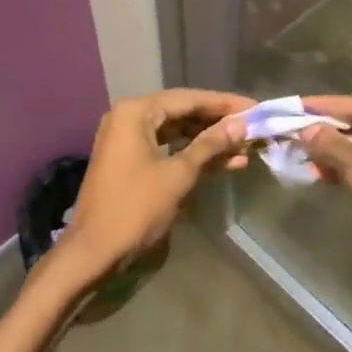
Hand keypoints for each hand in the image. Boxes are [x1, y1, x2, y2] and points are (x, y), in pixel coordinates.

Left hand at [52, 89, 254, 283]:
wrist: (95, 252)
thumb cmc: (136, 208)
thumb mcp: (178, 175)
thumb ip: (210, 145)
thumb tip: (241, 125)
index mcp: (136, 112)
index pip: (189, 99)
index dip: (225, 104)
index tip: (256, 108)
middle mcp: (129, 118)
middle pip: (183, 112)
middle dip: (218, 122)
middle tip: (255, 127)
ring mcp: (128, 141)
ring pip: (177, 133)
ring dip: (209, 141)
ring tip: (246, 148)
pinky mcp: (131, 162)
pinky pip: (168, 150)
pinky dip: (193, 155)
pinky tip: (225, 163)